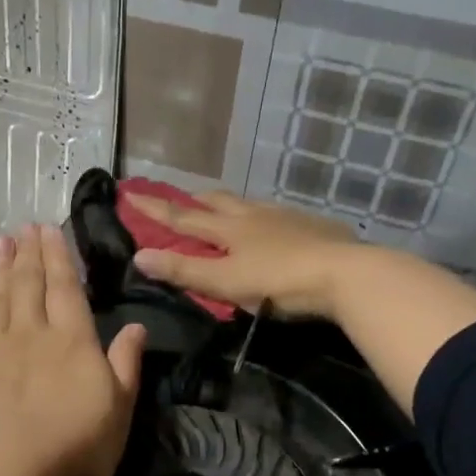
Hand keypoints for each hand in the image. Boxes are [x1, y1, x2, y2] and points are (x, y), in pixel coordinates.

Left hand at [0, 224, 147, 475]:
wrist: (4, 470)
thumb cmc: (72, 446)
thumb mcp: (118, 409)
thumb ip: (125, 365)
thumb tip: (136, 326)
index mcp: (72, 342)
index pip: (67, 290)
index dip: (59, 258)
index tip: (50, 228)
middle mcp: (30, 336)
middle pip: (29, 287)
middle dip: (29, 255)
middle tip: (25, 225)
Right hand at [128, 191, 360, 319]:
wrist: (345, 274)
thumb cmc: (279, 282)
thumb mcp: (225, 282)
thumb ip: (184, 271)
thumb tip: (139, 255)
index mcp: (228, 229)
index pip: (182, 217)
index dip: (154, 208)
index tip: (130, 192)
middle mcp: (253, 215)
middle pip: (217, 201)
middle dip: (194, 200)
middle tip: (182, 199)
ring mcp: (285, 217)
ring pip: (249, 204)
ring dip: (229, 204)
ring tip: (225, 209)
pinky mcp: (312, 226)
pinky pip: (278, 214)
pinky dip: (263, 216)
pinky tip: (273, 226)